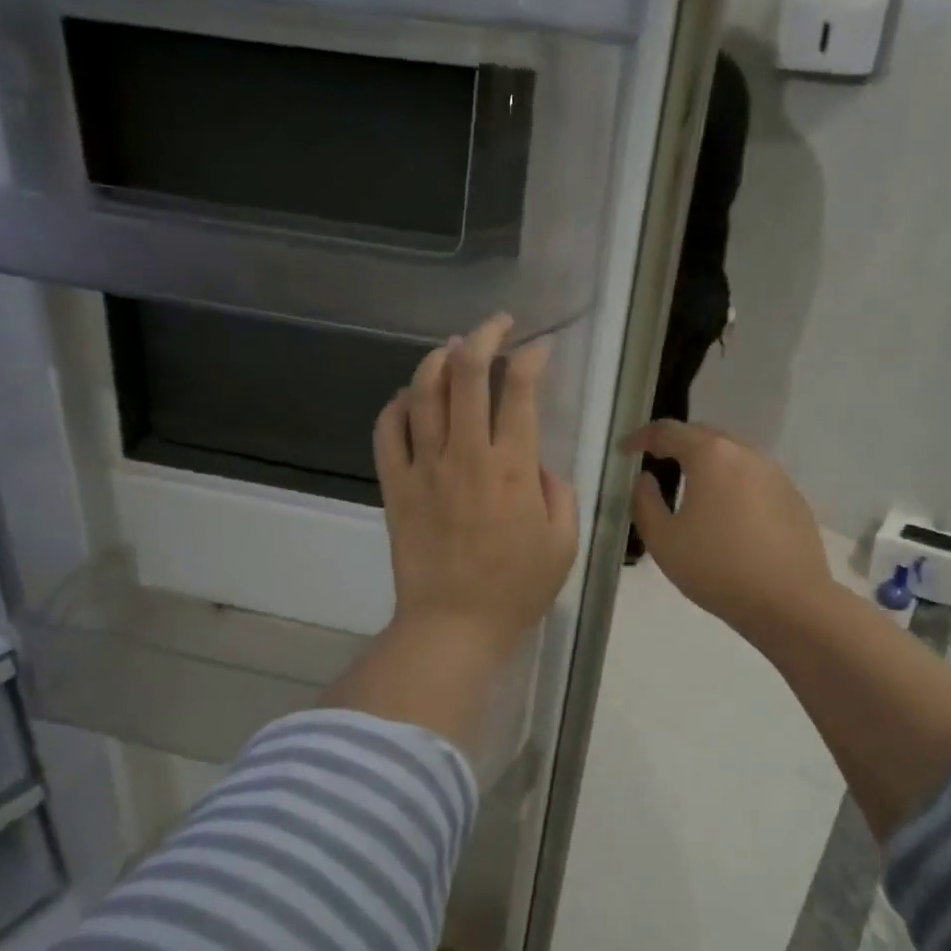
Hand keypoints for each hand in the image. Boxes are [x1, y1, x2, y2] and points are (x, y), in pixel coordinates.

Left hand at [324, 314, 578, 754]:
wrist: (452, 625)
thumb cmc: (516, 588)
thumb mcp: (563, 542)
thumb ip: (558, 491)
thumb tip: (535, 462)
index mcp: (512, 467)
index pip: (519, 390)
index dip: (530, 357)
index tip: (539, 348)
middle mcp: (465, 455)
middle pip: (466, 374)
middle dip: (483, 336)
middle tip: (496, 325)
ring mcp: (424, 466)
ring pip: (423, 392)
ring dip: (437, 359)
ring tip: (451, 348)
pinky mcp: (395, 484)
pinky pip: (387, 430)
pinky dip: (397, 404)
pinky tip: (410, 396)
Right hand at [623, 420, 833, 640]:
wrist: (790, 602)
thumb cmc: (717, 567)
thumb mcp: (662, 540)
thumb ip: (645, 502)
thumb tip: (646, 479)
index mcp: (710, 456)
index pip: (668, 431)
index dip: (641, 437)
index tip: (624, 451)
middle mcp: (745, 453)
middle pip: (704, 435)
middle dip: (677, 444)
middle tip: (656, 462)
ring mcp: (775, 474)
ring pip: (732, 456)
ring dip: (707, 463)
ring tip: (690, 487)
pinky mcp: (793, 498)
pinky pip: (754, 478)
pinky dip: (733, 484)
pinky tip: (727, 514)